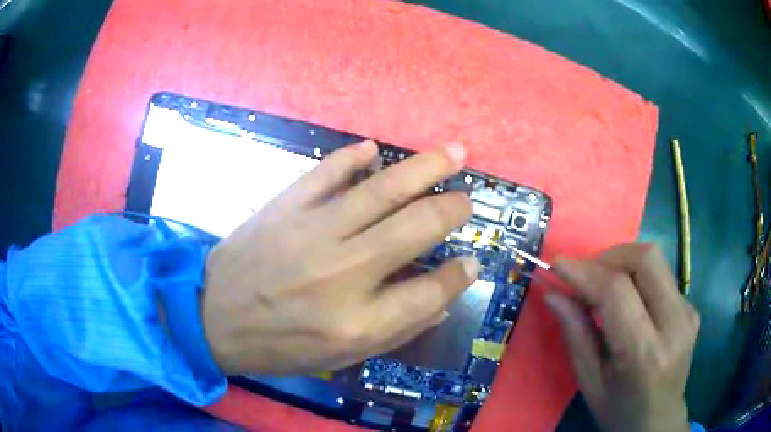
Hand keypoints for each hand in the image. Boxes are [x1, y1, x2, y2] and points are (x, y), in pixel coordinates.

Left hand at [202, 141, 478, 374]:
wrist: (213, 318)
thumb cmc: (279, 345)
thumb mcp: (342, 357)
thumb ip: (398, 330)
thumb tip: (444, 299)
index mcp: (359, 323)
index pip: (431, 292)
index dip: (460, 274)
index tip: (472, 261)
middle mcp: (344, 274)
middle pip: (417, 228)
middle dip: (452, 209)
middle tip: (467, 200)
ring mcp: (312, 233)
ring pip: (382, 190)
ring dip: (425, 168)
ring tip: (454, 152)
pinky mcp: (284, 207)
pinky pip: (326, 172)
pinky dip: (352, 157)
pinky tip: (373, 148)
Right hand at [546, 244, 699, 431]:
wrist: (660, 421)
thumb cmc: (619, 411)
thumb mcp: (590, 383)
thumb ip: (575, 335)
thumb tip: (553, 294)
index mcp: (644, 354)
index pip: (617, 293)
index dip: (585, 271)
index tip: (558, 263)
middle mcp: (674, 325)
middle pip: (646, 259)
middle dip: (609, 257)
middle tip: (586, 275)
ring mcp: (688, 313)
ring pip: (656, 261)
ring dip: (623, 263)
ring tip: (602, 286)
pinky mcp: (692, 308)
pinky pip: (662, 277)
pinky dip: (638, 278)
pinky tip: (628, 302)